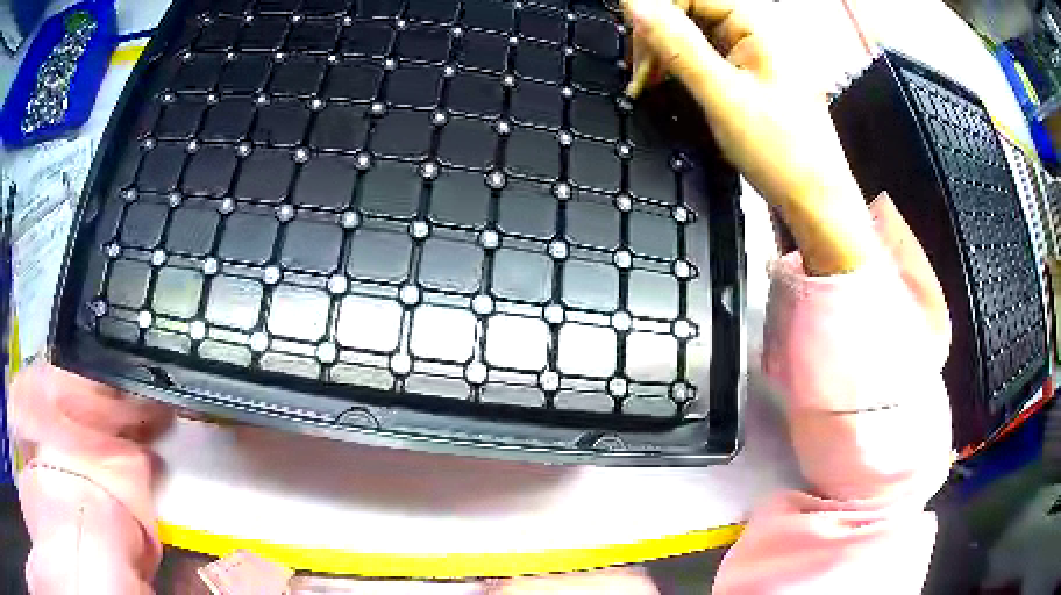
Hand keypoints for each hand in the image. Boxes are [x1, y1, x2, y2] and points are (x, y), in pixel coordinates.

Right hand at [623, 0, 877, 274]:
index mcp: (760, 27)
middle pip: (690, 12)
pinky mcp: (748, 79)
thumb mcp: (722, 95)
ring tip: (648, 85)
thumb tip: (637, 4)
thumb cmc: (786, 154)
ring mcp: (753, 57)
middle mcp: (758, 35)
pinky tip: (667, 87)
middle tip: (641, 73)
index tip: (635, 42)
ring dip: (664, 55)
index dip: (657, 12)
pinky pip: (704, 58)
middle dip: (657, 37)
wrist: (815, 203)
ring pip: (694, 36)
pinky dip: (680, 71)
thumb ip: (677, 45)